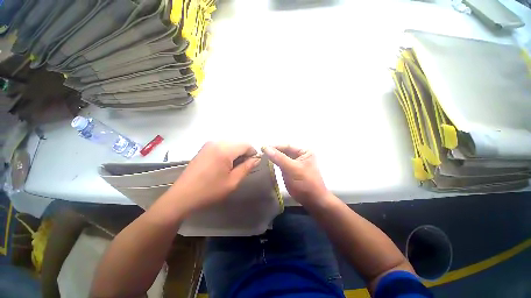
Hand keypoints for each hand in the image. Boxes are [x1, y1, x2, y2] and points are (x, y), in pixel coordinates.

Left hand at [167, 142, 259, 214]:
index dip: (253, 153)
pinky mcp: (204, 148)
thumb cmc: (210, 190)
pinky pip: (222, 145)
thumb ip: (247, 168)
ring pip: (231, 143)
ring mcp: (209, 144)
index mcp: (225, 150)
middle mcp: (217, 142)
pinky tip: (224, 163)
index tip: (253, 163)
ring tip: (233, 166)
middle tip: (243, 166)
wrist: (183, 196)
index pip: (246, 144)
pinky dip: (228, 152)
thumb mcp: (232, 181)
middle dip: (244, 152)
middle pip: (238, 142)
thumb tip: (257, 159)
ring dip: (236, 152)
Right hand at [262, 145, 329, 205]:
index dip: (275, 147)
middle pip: (284, 151)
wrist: (312, 201)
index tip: (262, 148)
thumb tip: (266, 148)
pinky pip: (281, 164)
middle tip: (260, 154)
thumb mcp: (292, 168)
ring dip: (273, 158)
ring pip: (282, 158)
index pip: (287, 146)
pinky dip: (275, 164)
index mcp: (304, 151)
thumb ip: (279, 158)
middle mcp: (300, 155)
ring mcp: (295, 163)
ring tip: (262, 158)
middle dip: (273, 152)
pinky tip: (267, 164)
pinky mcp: (291, 171)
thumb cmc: (305, 183)